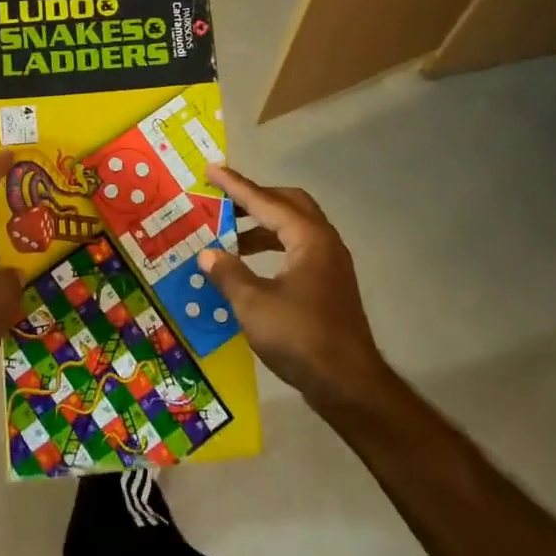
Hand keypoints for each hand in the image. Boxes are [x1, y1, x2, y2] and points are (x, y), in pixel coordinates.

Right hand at [198, 166, 393, 411]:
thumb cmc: (301, 338)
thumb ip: (229, 273)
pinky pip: (296, 249)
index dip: (235, 186)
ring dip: (261, 227)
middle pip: (288, 204)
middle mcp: (323, 242)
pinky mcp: (328, 285)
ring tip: (228, 237)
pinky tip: (248, 267)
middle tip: (222, 201)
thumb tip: (207, 253)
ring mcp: (330, 264)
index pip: (265, 202)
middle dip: (254, 199)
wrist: (348, 385)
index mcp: (308, 238)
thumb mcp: (254, 305)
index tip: (212, 170)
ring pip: (293, 228)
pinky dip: (271, 248)